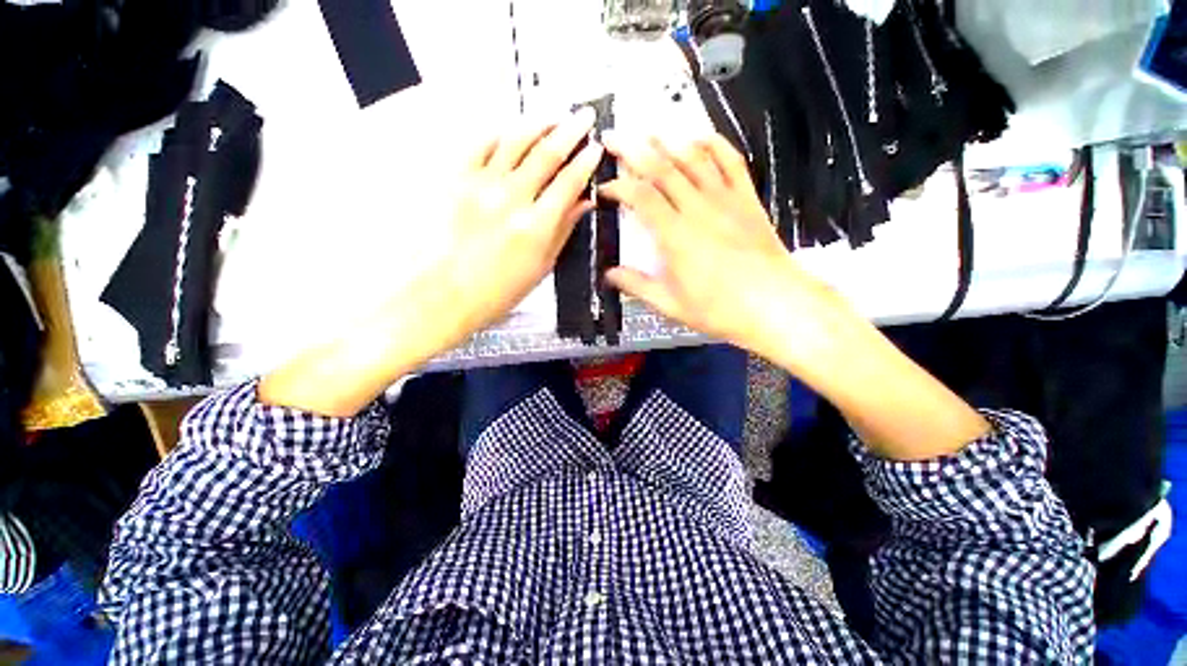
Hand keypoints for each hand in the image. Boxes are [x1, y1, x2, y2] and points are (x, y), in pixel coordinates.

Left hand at [260, 111, 601, 416]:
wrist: (443, 296)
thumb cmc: (493, 292)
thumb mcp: (540, 268)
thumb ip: (563, 231)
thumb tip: (581, 205)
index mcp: (535, 226)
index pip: (569, 182)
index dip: (586, 162)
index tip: (595, 149)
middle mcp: (510, 200)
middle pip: (547, 152)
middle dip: (570, 130)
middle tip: (584, 117)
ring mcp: (480, 186)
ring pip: (516, 140)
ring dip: (539, 123)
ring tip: (553, 115)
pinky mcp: (456, 182)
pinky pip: (479, 146)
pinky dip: (498, 133)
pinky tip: (510, 130)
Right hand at [602, 132, 989, 458]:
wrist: (776, 306)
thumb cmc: (721, 309)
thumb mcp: (671, 305)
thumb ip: (637, 285)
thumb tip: (610, 275)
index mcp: (676, 236)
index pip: (640, 197)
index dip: (618, 187)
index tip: (604, 189)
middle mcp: (698, 209)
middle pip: (662, 168)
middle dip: (633, 149)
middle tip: (614, 137)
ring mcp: (725, 200)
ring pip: (693, 159)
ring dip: (668, 141)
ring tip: (648, 131)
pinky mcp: (747, 200)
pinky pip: (731, 162)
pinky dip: (714, 145)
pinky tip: (700, 137)